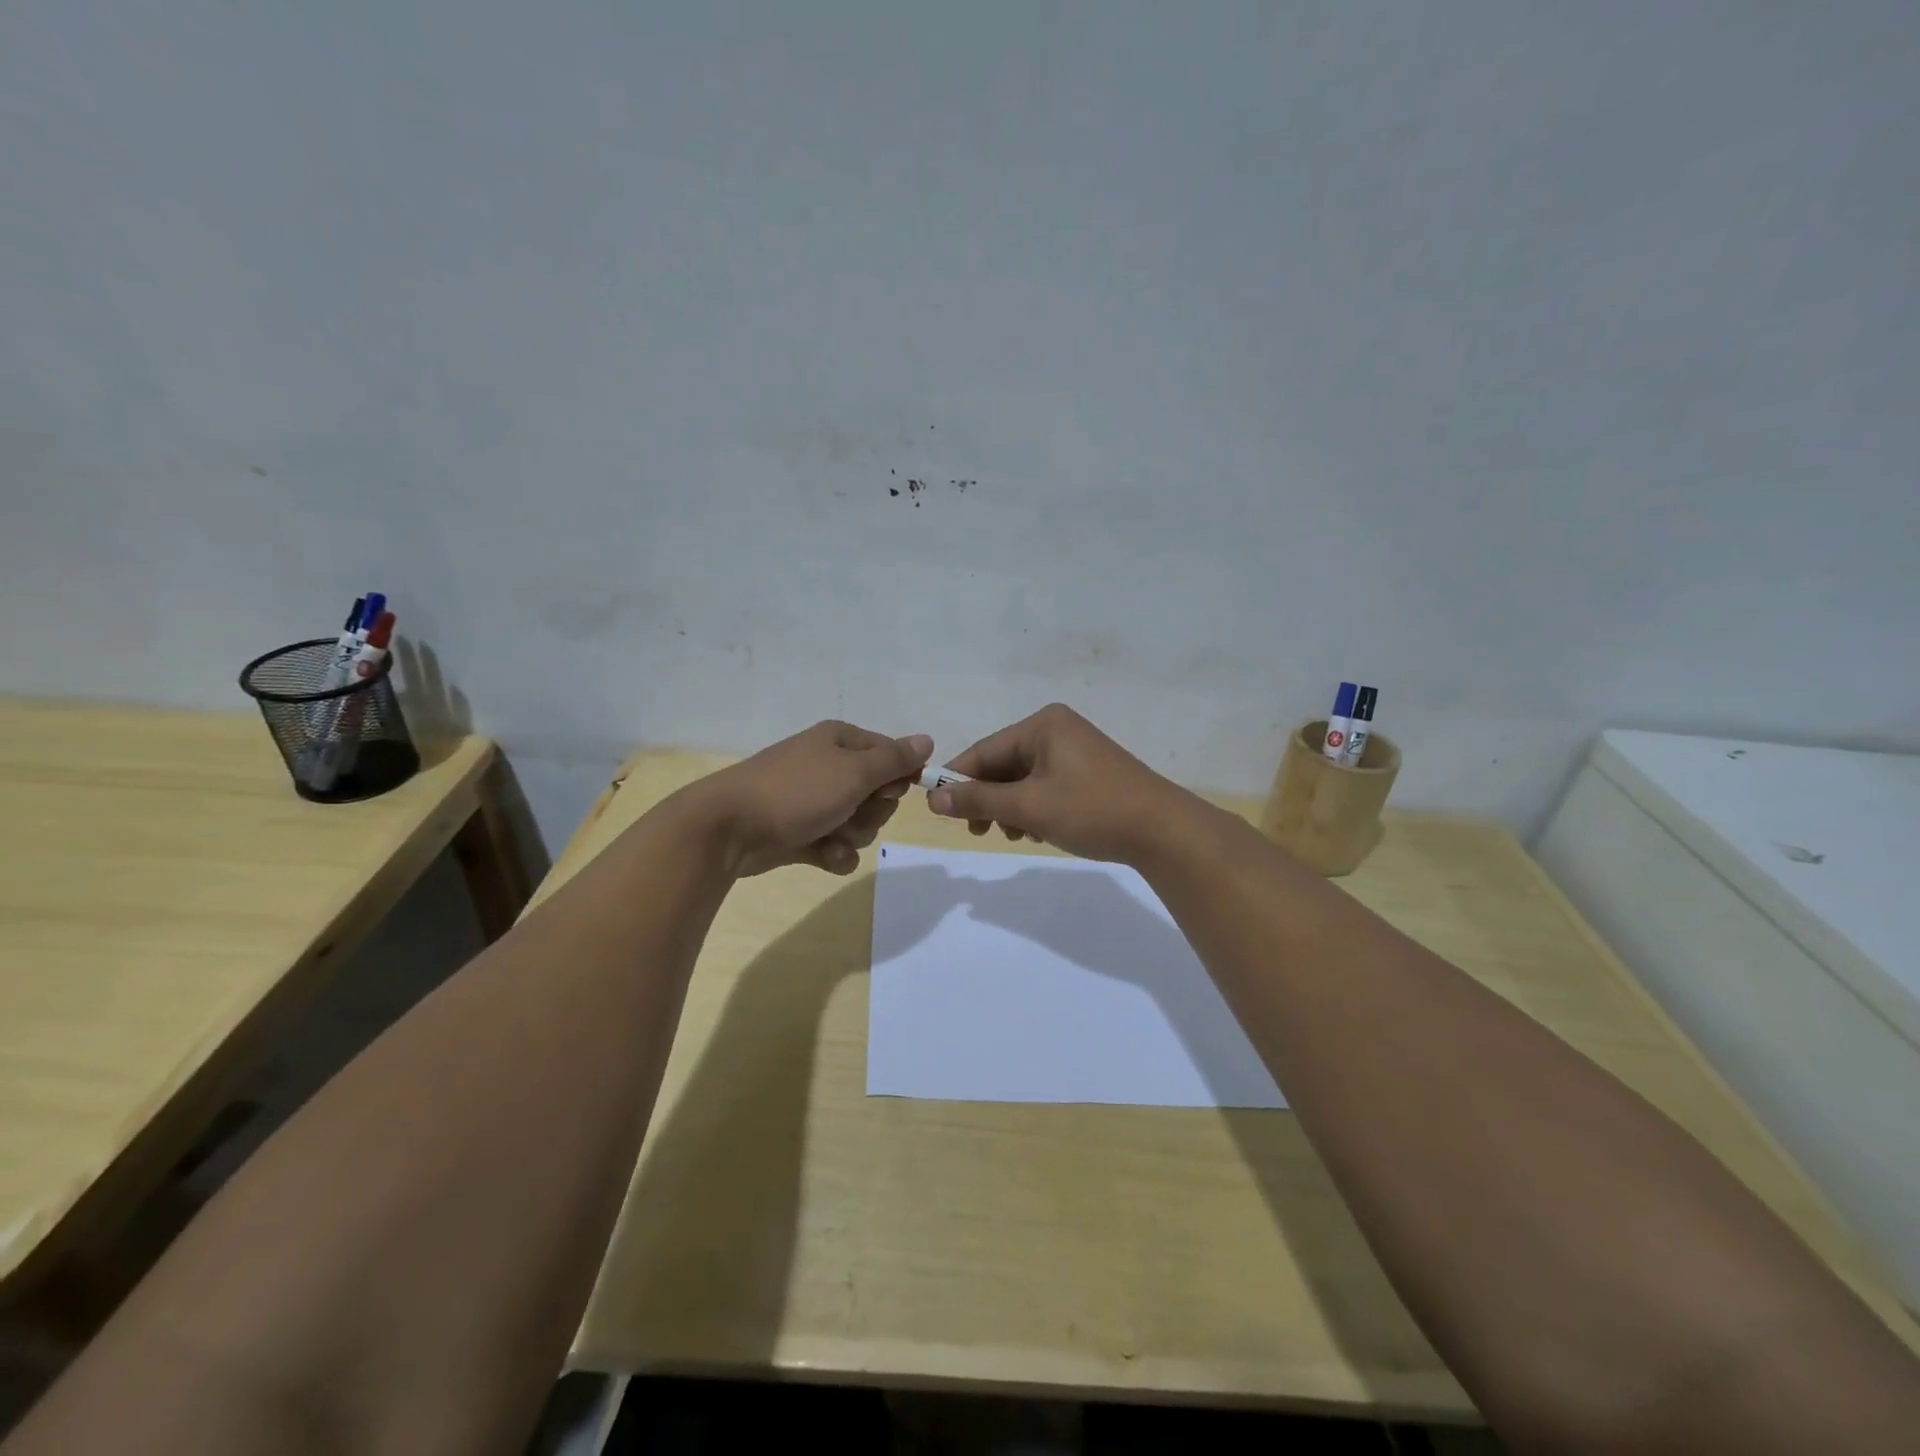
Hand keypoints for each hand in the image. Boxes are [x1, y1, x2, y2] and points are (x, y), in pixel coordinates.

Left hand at [682, 721, 932, 877]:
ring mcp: (813, 801)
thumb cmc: (797, 791)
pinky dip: (835, 852)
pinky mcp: (801, 833)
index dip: (897, 777)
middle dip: (872, 810)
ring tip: (831, 836)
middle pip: (878, 792)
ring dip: (853, 834)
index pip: (890, 754)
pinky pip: (837, 845)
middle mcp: (828, 766)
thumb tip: (927, 741)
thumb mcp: (854, 771)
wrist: (729, 829)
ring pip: (860, 822)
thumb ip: (895, 759)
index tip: (888, 791)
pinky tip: (823, 855)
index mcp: (840, 741)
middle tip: (852, 812)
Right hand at [926, 703, 1201, 864]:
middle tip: (977, 831)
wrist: (1163, 831)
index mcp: (1043, 725)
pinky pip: (1046, 785)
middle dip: (988, 798)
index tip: (937, 810)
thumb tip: (933, 799)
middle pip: (1004, 764)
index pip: (984, 750)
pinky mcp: (1089, 772)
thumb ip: (979, 800)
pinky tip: (1037, 831)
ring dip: (1011, 807)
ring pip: (1024, 779)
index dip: (957, 780)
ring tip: (1015, 834)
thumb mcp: (1029, 806)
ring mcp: (1076, 750)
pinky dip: (1034, 808)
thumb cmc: (1091, 810)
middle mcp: (1058, 729)